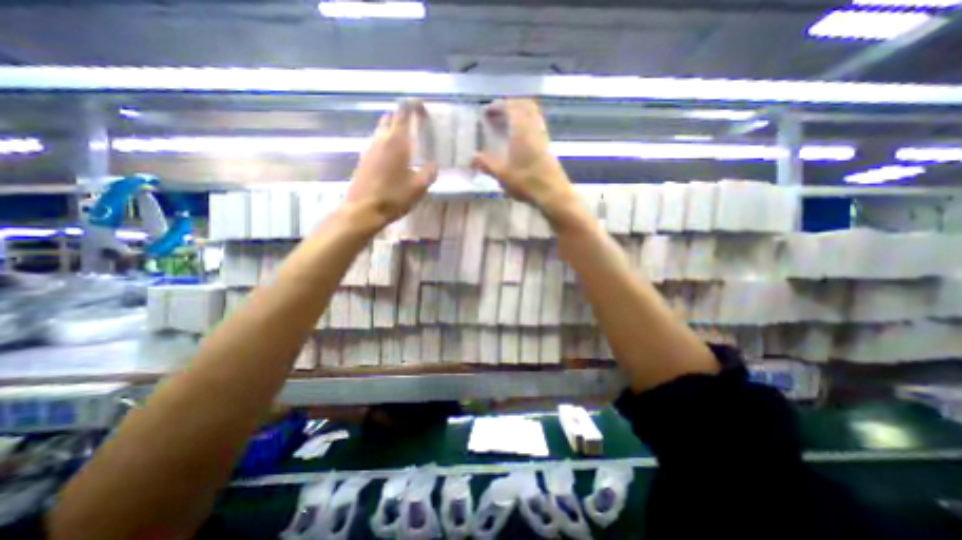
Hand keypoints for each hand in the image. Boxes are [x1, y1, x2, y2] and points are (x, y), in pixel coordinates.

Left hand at [344, 98, 438, 226]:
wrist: (363, 210)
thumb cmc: (394, 197)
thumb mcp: (419, 187)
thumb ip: (429, 173)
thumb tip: (433, 165)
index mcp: (397, 142)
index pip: (403, 112)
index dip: (412, 106)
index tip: (422, 107)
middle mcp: (381, 140)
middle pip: (390, 117)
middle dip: (403, 116)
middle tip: (415, 124)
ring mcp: (369, 149)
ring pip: (382, 130)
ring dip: (394, 129)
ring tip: (407, 141)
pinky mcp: (364, 159)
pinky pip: (377, 142)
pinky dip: (387, 142)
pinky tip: (394, 157)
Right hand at [471, 97, 572, 219]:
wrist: (552, 194)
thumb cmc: (526, 182)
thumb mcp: (502, 174)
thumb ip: (486, 164)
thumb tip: (472, 157)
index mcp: (521, 130)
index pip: (511, 106)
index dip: (498, 105)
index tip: (486, 112)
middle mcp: (534, 128)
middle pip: (525, 105)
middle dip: (510, 105)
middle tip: (497, 115)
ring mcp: (543, 136)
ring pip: (533, 114)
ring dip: (520, 114)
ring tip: (507, 124)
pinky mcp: (547, 146)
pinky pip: (537, 125)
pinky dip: (527, 124)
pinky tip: (519, 139)